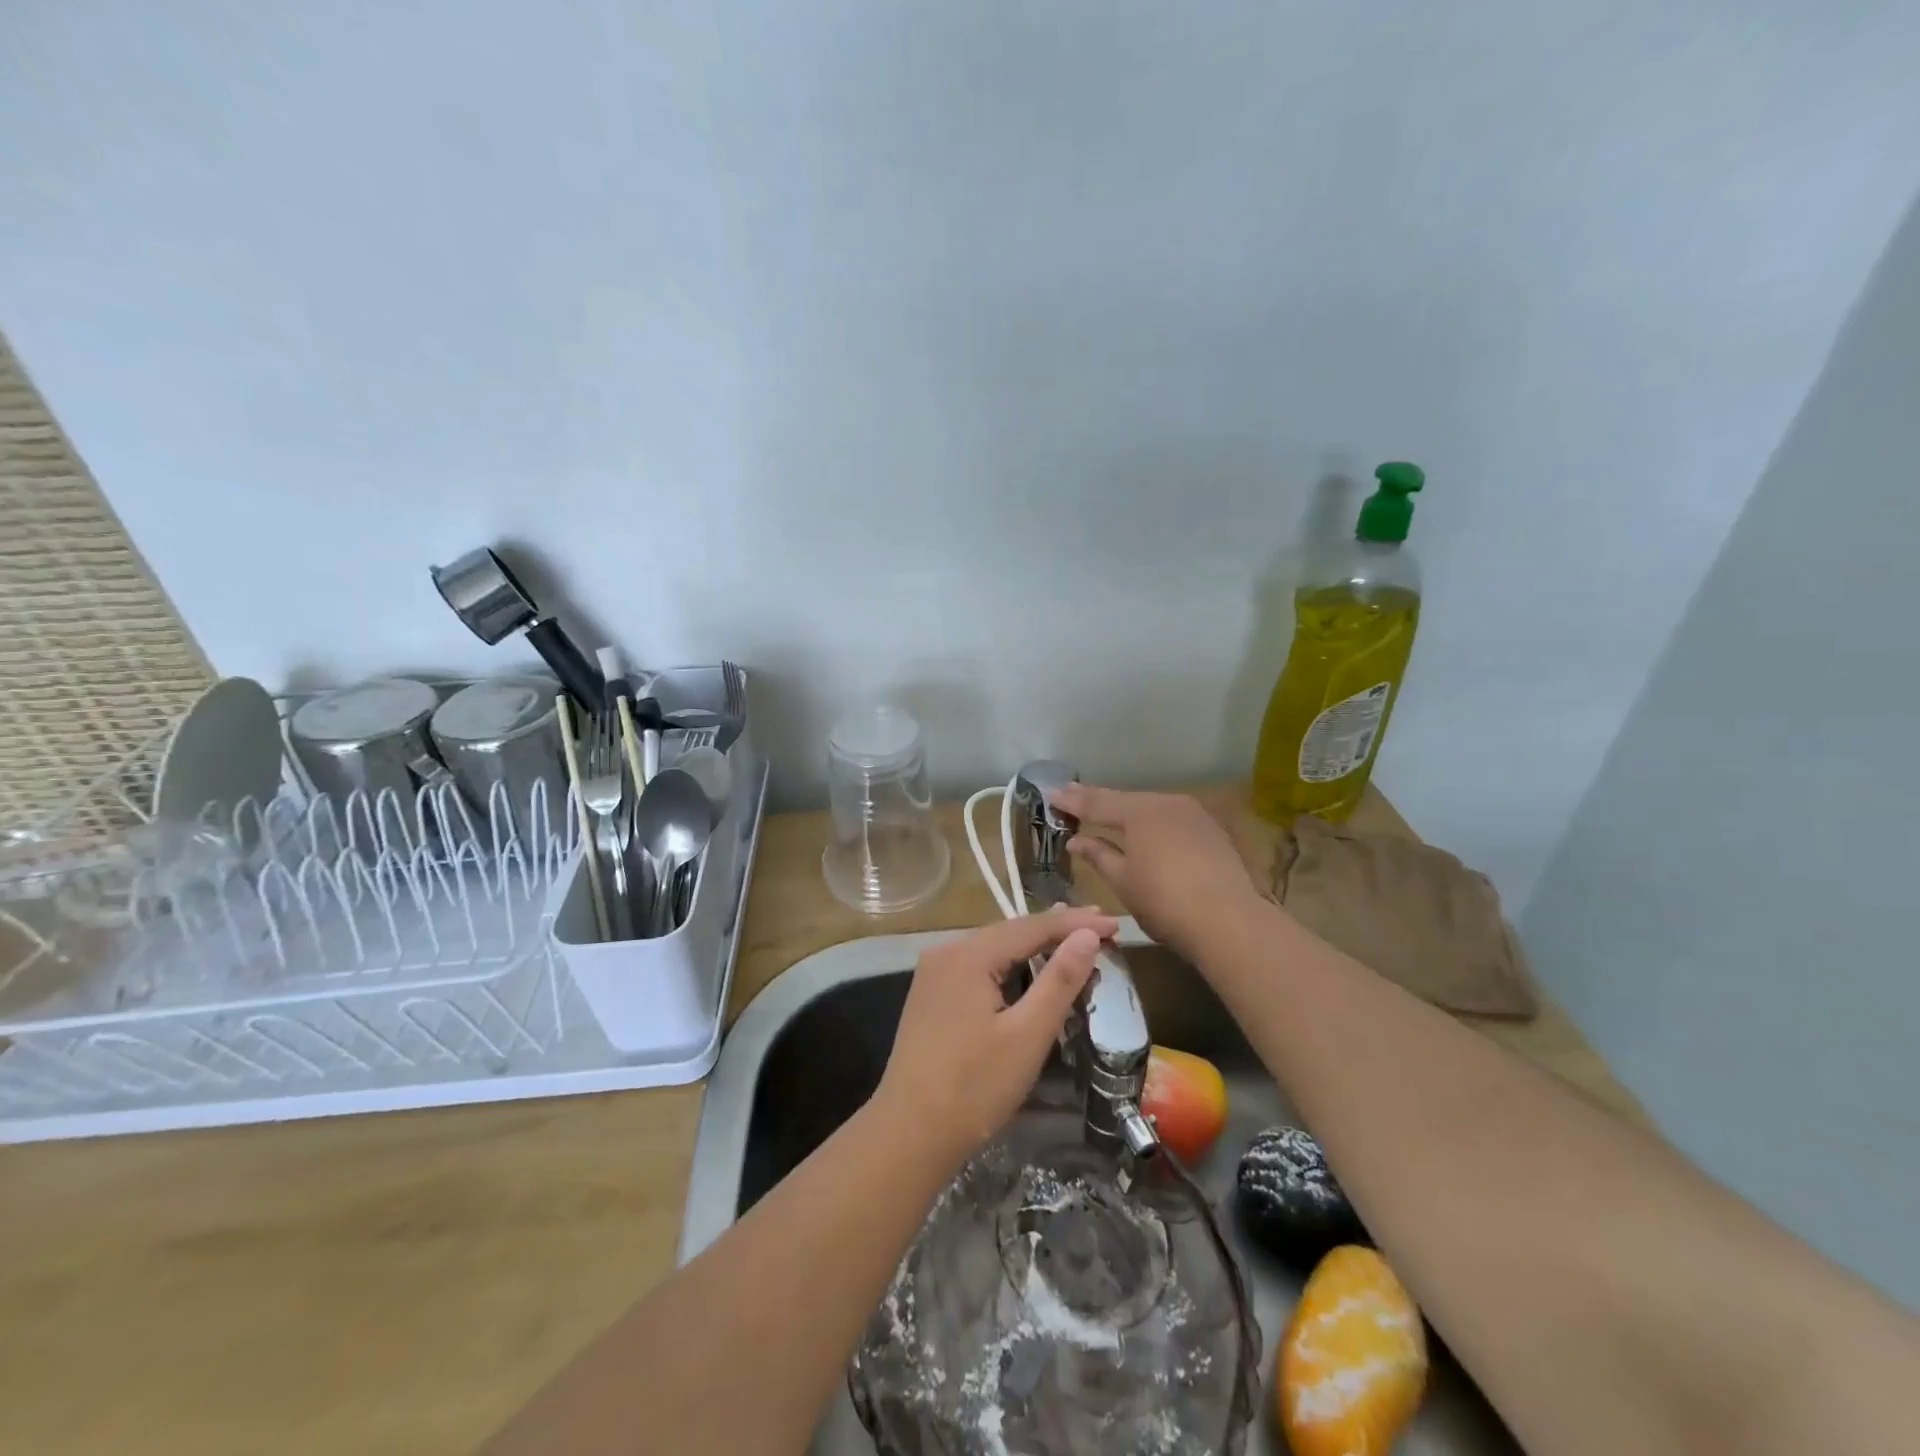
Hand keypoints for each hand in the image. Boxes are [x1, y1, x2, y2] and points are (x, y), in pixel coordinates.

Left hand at [875, 905, 1117, 1164]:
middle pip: (1011, 932)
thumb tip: (1088, 935)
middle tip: (1101, 927)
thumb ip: (1060, 980)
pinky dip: (1010, 965)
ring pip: (994, 949)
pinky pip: (979, 967)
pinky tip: (1028, 968)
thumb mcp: (1027, 1035)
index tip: (1115, 923)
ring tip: (1072, 938)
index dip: (1076, 924)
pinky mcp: (931, 996)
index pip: (1032, 927)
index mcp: (968, 955)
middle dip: (1057, 930)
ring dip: (1034, 946)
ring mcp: (934, 974)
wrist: (908, 1135)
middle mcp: (946, 952)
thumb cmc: (974, 1087)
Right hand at [1050, 784, 1268, 962]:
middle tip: (1075, 799)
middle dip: (1100, 802)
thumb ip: (1097, 855)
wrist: (1230, 920)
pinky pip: (1172, 820)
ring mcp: (1193, 814)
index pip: (1096, 802)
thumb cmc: (1164, 902)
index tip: (1052, 795)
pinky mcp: (1212, 831)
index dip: (1072, 801)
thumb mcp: (1122, 881)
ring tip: (1109, 815)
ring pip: (1151, 808)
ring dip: (1128, 812)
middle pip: (1125, 800)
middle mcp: (1166, 803)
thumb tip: (1076, 840)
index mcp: (1138, 812)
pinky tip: (1148, 833)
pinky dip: (1153, 824)